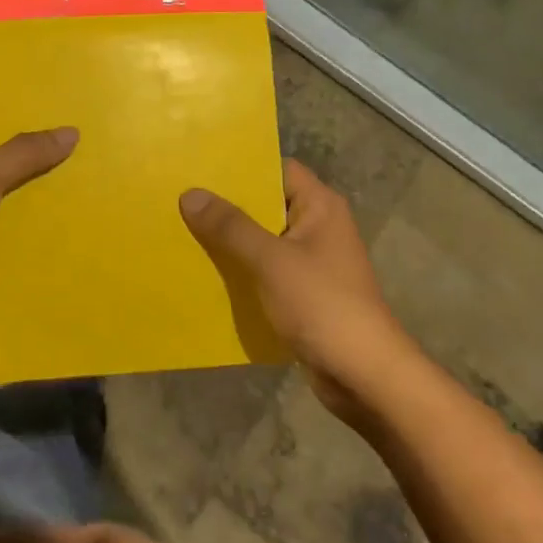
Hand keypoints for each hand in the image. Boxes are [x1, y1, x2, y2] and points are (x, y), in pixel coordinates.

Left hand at [0, 114, 77, 359]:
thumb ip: (23, 153)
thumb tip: (70, 131)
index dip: (17, 106)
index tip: (62, 97)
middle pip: (2, 154)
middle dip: (41, 148)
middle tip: (91, 132)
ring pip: (14, 192)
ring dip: (46, 187)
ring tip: (96, 169)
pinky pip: (18, 228)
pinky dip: (43, 224)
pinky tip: (82, 215)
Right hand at [179, 161, 409, 422]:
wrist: (363, 375)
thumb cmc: (322, 305)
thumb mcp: (271, 261)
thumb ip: (231, 227)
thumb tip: (190, 194)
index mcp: (320, 207)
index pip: (277, 170)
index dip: (241, 167)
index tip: (199, 168)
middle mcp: (318, 227)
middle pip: (266, 205)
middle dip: (226, 207)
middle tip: (179, 200)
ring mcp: (311, 263)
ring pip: (262, 242)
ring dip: (229, 242)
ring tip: (181, 233)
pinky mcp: (303, 294)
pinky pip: (265, 272)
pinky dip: (240, 272)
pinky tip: (205, 274)